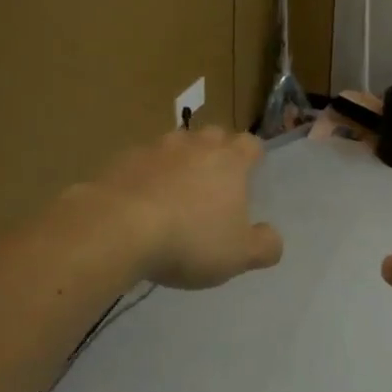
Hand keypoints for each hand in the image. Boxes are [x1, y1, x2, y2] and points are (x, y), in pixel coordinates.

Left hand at [81, 127, 283, 290]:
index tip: (251, 171)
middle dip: (216, 152)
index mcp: (230, 160)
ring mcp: (157, 148)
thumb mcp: (238, 255)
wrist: (118, 227)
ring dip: (179, 162)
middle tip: (214, 182)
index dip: (253, 155)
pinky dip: (146, 176)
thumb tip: (273, 238)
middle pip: (214, 136)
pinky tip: (140, 202)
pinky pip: (142, 162)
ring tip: (175, 192)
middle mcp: (196, 145)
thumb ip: (264, 246)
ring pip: (176, 145)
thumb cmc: (189, 240)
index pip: (251, 144)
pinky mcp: (123, 160)